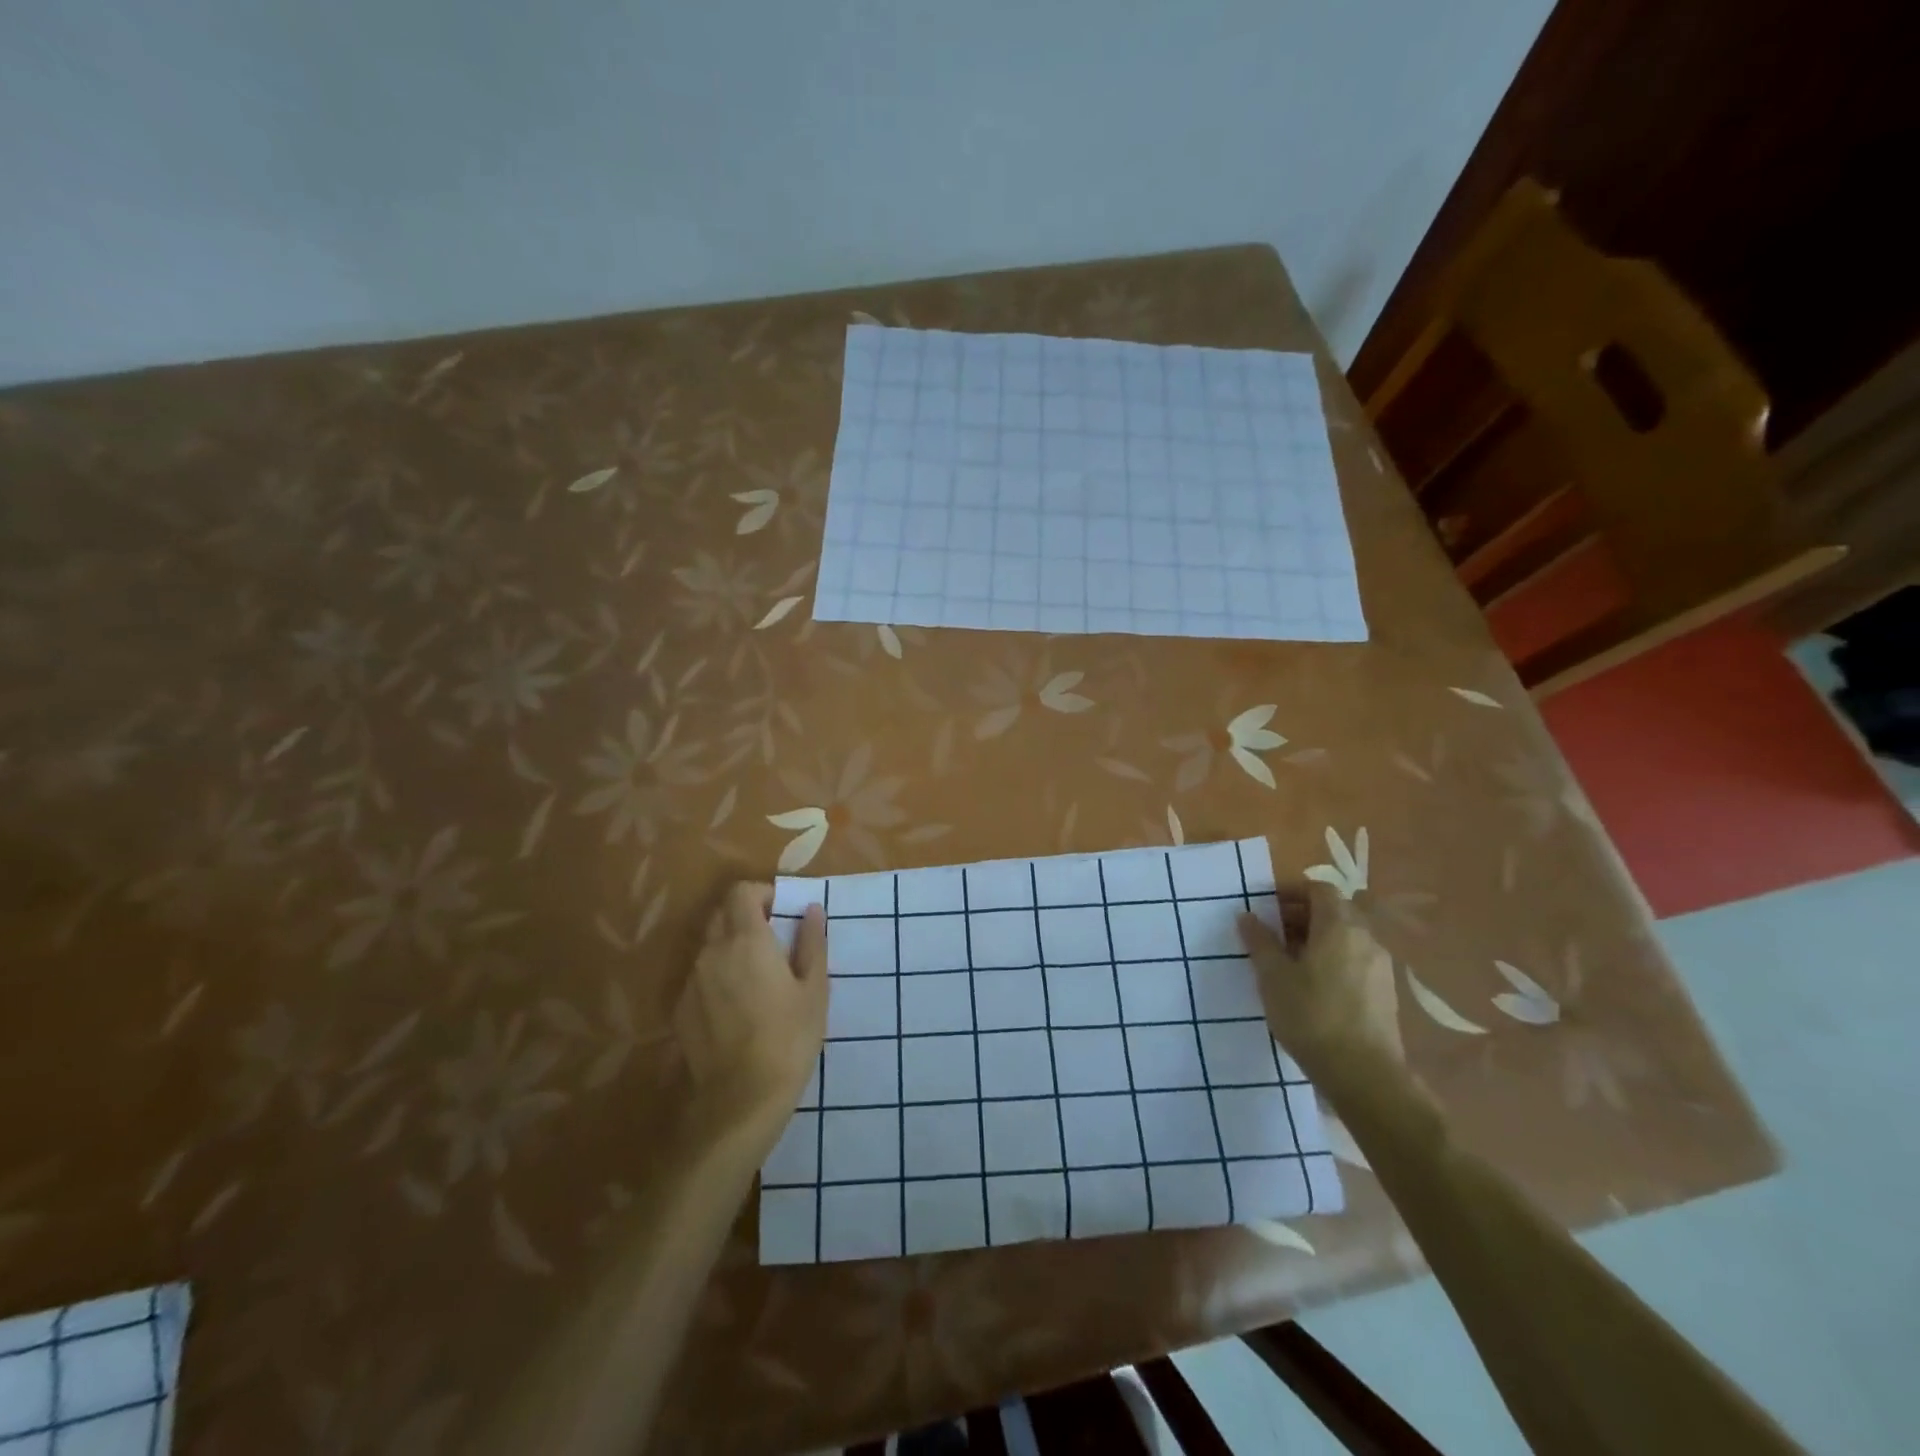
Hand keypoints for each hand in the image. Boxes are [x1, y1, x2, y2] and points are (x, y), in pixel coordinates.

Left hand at [673, 882, 827, 1129]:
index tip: (782, 911)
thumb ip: (812, 943)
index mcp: (747, 939)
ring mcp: (692, 981)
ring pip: (709, 946)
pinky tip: (737, 1007)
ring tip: (756, 977)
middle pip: (722, 915)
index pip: (741, 892)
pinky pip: (700, 977)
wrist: (741, 1099)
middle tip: (774, 942)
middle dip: (746, 917)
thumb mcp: (814, 989)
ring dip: (731, 947)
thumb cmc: (789, 1038)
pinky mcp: (681, 1009)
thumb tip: (812, 910)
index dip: (762, 893)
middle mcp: (712, 952)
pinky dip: (717, 977)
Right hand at [1237, 881, 1402, 1079]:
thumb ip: (1260, 942)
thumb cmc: (1312, 1016)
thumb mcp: (1273, 977)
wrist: (1364, 1075)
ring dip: (1318, 939)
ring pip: (1346, 937)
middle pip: (1335, 911)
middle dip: (1302, 915)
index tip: (1267, 908)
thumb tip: (1247, 916)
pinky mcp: (1385, 992)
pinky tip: (1313, 986)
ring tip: (1289, 962)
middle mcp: (1366, 937)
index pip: (1319, 889)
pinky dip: (1333, 960)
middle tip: (1273, 934)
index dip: (1292, 892)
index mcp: (1339, 926)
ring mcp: (1380, 966)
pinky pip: (1355, 960)